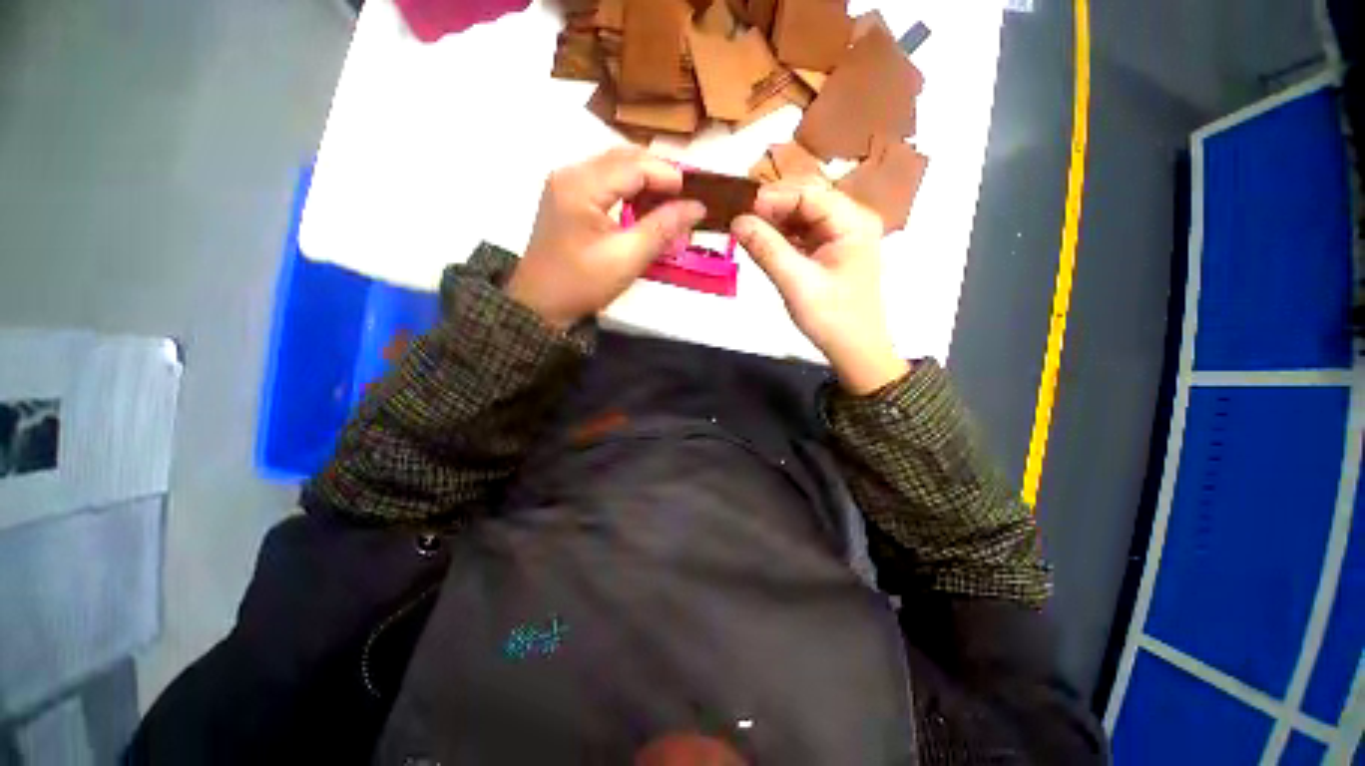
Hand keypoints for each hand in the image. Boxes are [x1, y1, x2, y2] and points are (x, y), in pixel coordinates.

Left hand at [507, 147, 705, 328]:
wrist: (541, 305)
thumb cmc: (582, 284)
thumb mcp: (627, 258)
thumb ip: (662, 228)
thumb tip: (697, 207)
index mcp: (581, 185)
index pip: (634, 165)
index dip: (668, 176)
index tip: (694, 197)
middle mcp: (570, 173)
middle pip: (623, 157)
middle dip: (658, 174)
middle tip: (683, 200)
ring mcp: (565, 183)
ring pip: (614, 166)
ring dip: (644, 180)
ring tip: (667, 204)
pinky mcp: (566, 197)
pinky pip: (604, 180)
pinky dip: (628, 189)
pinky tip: (642, 208)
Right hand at [732, 181, 909, 394]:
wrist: (854, 350)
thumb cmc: (831, 318)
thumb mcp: (796, 283)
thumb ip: (767, 249)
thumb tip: (736, 221)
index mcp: (853, 222)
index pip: (808, 194)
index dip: (773, 198)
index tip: (740, 211)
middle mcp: (851, 220)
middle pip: (807, 199)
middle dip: (773, 207)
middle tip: (740, 220)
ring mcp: (842, 235)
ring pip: (803, 215)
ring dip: (775, 221)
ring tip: (746, 230)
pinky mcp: (832, 250)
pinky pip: (803, 233)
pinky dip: (782, 236)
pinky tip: (763, 242)